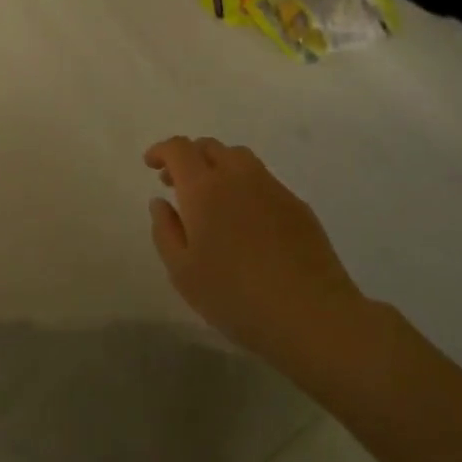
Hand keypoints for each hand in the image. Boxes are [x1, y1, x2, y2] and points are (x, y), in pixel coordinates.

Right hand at [144, 137, 361, 363]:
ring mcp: (272, 188)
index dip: (162, 150)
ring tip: (211, 198)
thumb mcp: (183, 272)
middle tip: (176, 183)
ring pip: (240, 158)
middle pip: (210, 147)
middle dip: (189, 157)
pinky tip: (244, 220)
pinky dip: (244, 185)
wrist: (311, 314)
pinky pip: (263, 180)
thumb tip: (161, 202)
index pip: (179, 149)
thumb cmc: (235, 297)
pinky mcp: (297, 205)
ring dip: (218, 166)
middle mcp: (238, 177)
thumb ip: (165, 230)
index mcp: (204, 189)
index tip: (151, 165)